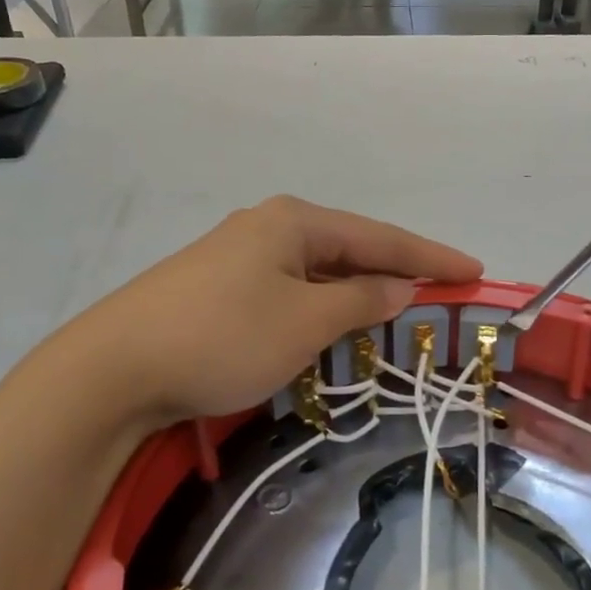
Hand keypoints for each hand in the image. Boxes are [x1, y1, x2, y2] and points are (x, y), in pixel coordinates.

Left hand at [83, 196, 481, 423]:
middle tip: (441, 293)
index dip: (431, 256)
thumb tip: (398, 286)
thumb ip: (360, 300)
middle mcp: (268, 227)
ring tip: (396, 311)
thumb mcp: (305, 321)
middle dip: (395, 272)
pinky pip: (289, 290)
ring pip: (317, 272)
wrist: (114, 368)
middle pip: (349, 248)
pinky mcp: (217, 287)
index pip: (380, 237)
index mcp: (295, 221)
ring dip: (356, 293)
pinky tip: (331, 323)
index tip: (475, 270)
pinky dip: (320, 307)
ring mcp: (238, 256)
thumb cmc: (224, 336)